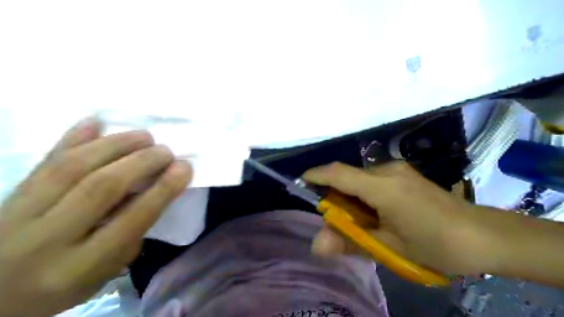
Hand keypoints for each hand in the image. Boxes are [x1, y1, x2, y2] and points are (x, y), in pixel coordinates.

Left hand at [0, 119, 191, 316]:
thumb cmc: (62, 284)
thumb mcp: (104, 273)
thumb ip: (130, 235)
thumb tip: (152, 191)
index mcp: (78, 268)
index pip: (131, 220)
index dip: (163, 190)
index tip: (184, 168)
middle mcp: (47, 239)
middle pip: (101, 187)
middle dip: (141, 162)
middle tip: (165, 150)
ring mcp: (19, 214)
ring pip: (72, 167)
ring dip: (115, 145)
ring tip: (143, 136)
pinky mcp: (8, 195)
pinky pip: (44, 160)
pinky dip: (72, 138)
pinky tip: (95, 122)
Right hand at [305, 162, 494, 275]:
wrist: (483, 236)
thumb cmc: (435, 244)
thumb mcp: (389, 247)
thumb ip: (350, 242)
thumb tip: (317, 244)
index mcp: (382, 186)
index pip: (337, 173)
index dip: (315, 176)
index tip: (299, 185)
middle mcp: (387, 170)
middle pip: (347, 177)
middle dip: (335, 197)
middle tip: (337, 223)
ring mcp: (398, 170)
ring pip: (360, 179)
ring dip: (351, 198)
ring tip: (361, 223)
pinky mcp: (404, 174)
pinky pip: (373, 181)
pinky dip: (364, 195)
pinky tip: (376, 215)